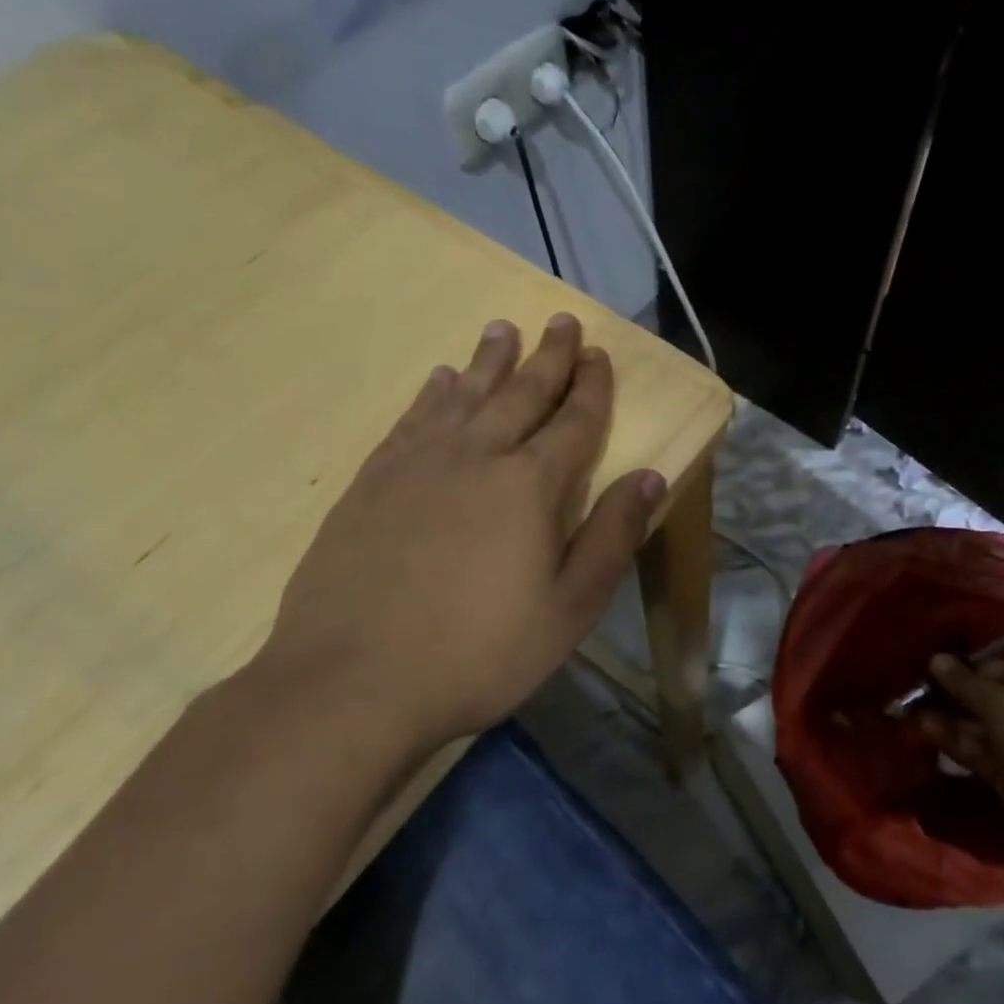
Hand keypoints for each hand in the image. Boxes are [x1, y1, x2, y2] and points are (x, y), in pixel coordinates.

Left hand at [250, 314, 664, 757]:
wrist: (352, 683)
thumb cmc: (479, 652)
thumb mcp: (570, 608)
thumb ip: (613, 536)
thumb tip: (651, 477)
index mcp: (530, 486)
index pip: (573, 422)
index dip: (591, 387)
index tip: (599, 354)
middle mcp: (476, 457)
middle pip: (520, 394)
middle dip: (547, 357)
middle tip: (560, 320)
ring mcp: (417, 466)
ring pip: (463, 395)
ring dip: (488, 361)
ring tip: (501, 329)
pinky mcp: (371, 484)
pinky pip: (411, 421)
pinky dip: (431, 395)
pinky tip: (439, 380)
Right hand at [918, 656, 1003, 874]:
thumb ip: (967, 684)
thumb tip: (936, 659)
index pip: (1000, 671)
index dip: (965, 670)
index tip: (930, 669)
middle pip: (987, 700)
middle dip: (953, 696)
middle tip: (914, 692)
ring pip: (979, 728)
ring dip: (948, 720)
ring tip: (911, 713)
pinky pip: (979, 754)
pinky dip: (954, 744)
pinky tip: (925, 732)